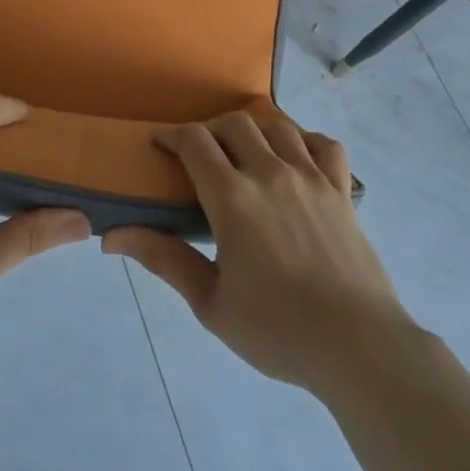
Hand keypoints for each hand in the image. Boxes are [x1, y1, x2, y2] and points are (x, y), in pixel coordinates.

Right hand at [104, 112, 412, 398]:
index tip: (160, 146)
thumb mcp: (211, 303)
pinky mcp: (342, 191)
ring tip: (244, 154)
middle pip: (234, 123)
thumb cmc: (278, 330)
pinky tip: (296, 159)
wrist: (358, 347)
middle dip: (209, 131)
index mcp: (233, 198)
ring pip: (277, 126)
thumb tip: (111, 236)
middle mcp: (270, 173)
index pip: (194, 141)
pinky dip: (305, 141)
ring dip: (253, 131)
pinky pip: (324, 145)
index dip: (171, 135)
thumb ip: (164, 259)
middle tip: (200, 157)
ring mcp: (311, 178)